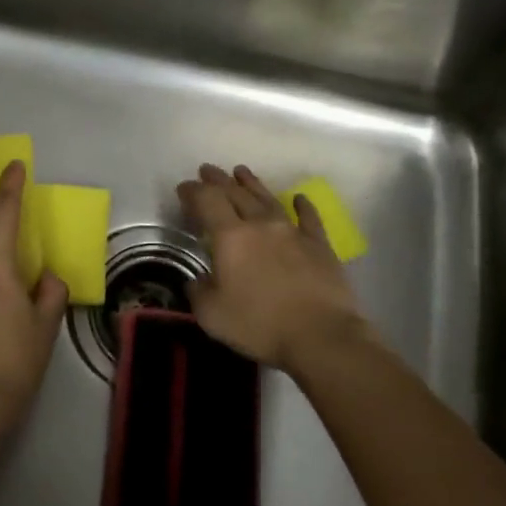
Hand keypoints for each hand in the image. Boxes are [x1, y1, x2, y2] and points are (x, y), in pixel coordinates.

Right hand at [177, 164, 368, 372]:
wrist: (321, 335)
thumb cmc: (259, 325)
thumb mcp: (211, 315)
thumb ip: (199, 291)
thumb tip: (198, 279)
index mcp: (231, 237)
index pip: (207, 202)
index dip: (193, 191)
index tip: (184, 187)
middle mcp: (261, 224)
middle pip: (236, 193)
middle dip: (218, 180)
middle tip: (207, 171)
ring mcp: (293, 231)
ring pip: (268, 198)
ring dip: (252, 183)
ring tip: (242, 172)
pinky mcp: (319, 244)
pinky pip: (308, 217)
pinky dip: (302, 205)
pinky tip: (299, 198)